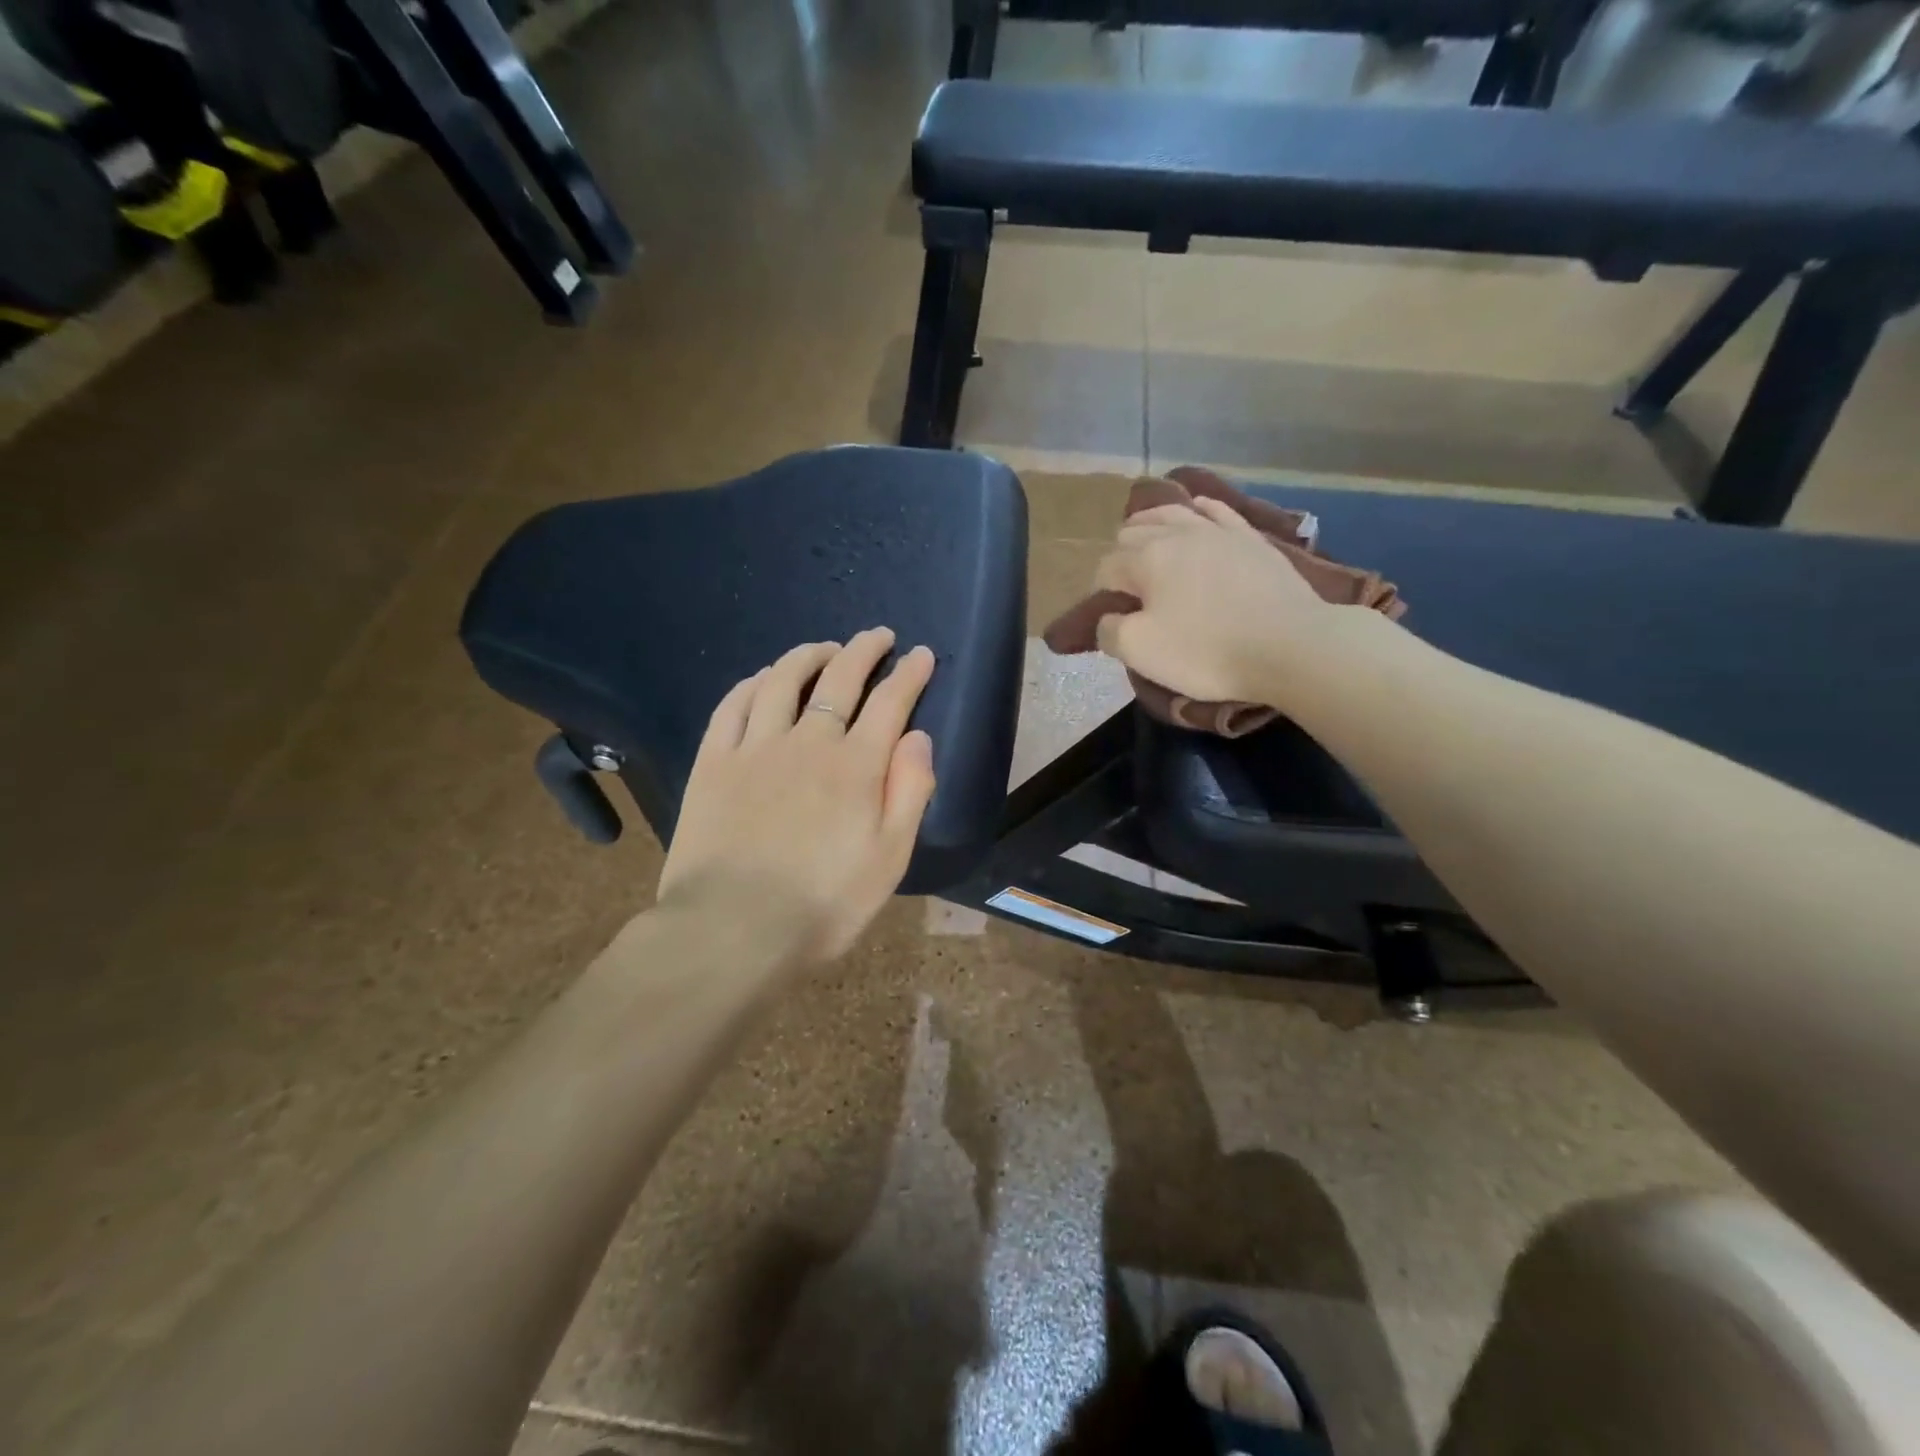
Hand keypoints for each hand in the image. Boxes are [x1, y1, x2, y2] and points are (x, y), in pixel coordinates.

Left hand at [657, 628, 937, 965]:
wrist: (732, 930)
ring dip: (808, 656)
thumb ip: (909, 792)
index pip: (890, 702)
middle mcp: (807, 742)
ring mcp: (755, 748)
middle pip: (840, 679)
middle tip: (878, 635)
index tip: (920, 654)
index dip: (909, 674)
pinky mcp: (713, 762)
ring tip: (824, 648)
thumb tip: (918, 737)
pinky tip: (763, 678)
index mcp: (856, 766)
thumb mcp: (889, 859)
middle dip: (864, 650)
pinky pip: (733, 705)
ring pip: (783, 680)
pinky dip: (753, 683)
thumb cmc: (823, 904)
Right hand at [1091, 499, 1335, 705]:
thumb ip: (1109, 631)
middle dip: (1121, 555)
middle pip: (1134, 532)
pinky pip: (1215, 510)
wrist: (1291, 645)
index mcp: (1146, 557)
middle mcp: (1177, 532)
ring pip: (1172, 513)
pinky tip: (1196, 511)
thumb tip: (1107, 617)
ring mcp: (1218, 530)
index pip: (1106, 567)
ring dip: (1151, 525)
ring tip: (1147, 541)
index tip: (1110, 618)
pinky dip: (1197, 509)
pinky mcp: (1251, 537)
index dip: (1100, 592)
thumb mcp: (1140, 651)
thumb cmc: (1207, 651)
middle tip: (1128, 590)